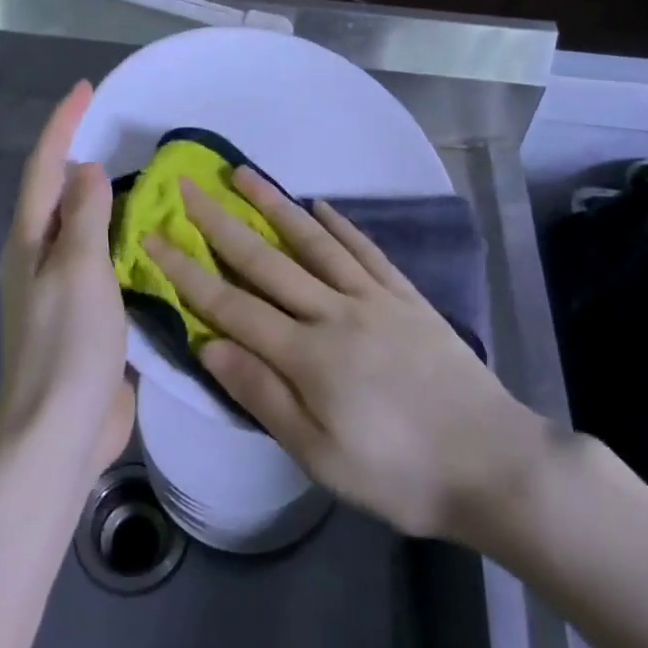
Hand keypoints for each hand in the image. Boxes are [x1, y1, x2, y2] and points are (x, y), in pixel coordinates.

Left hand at [0, 81, 134, 471]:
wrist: (59, 432)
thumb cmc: (67, 343)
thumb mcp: (78, 268)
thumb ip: (84, 215)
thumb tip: (86, 170)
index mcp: (31, 241)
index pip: (45, 167)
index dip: (64, 124)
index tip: (86, 89)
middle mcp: (40, 258)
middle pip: (58, 194)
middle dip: (80, 157)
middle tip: (119, 131)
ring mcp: (61, 290)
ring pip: (82, 228)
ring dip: (104, 200)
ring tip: (142, 180)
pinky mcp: (85, 316)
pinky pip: (102, 262)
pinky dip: (121, 240)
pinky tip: (149, 240)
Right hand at [143, 167, 546, 539]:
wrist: (493, 462)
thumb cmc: (399, 473)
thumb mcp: (320, 456)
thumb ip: (263, 395)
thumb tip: (209, 345)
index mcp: (306, 354)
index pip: (230, 305)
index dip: (187, 271)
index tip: (154, 237)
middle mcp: (334, 311)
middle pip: (266, 259)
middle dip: (220, 222)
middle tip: (188, 187)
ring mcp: (373, 297)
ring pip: (313, 241)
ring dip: (274, 204)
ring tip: (243, 173)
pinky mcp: (406, 296)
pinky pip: (365, 251)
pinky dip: (339, 224)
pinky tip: (319, 205)